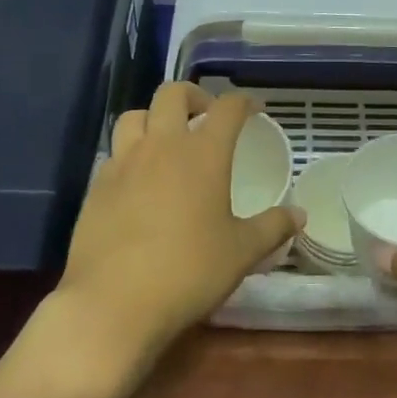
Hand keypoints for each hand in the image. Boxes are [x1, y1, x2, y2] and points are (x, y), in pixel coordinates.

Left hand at [53, 83, 300, 379]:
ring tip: (166, 141)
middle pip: (173, 93)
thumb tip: (300, 215)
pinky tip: (138, 181)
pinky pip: (114, 153)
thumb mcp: (241, 253)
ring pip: (135, 116)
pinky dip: (130, 154)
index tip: (254, 110)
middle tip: (205, 116)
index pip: (227, 107)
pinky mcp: (96, 187)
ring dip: (154, 119)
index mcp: (203, 152)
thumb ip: (272, 228)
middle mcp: (162, 145)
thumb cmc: (187, 272)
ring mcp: (124, 163)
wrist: (111, 304)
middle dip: (193, 95)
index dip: (243, 102)